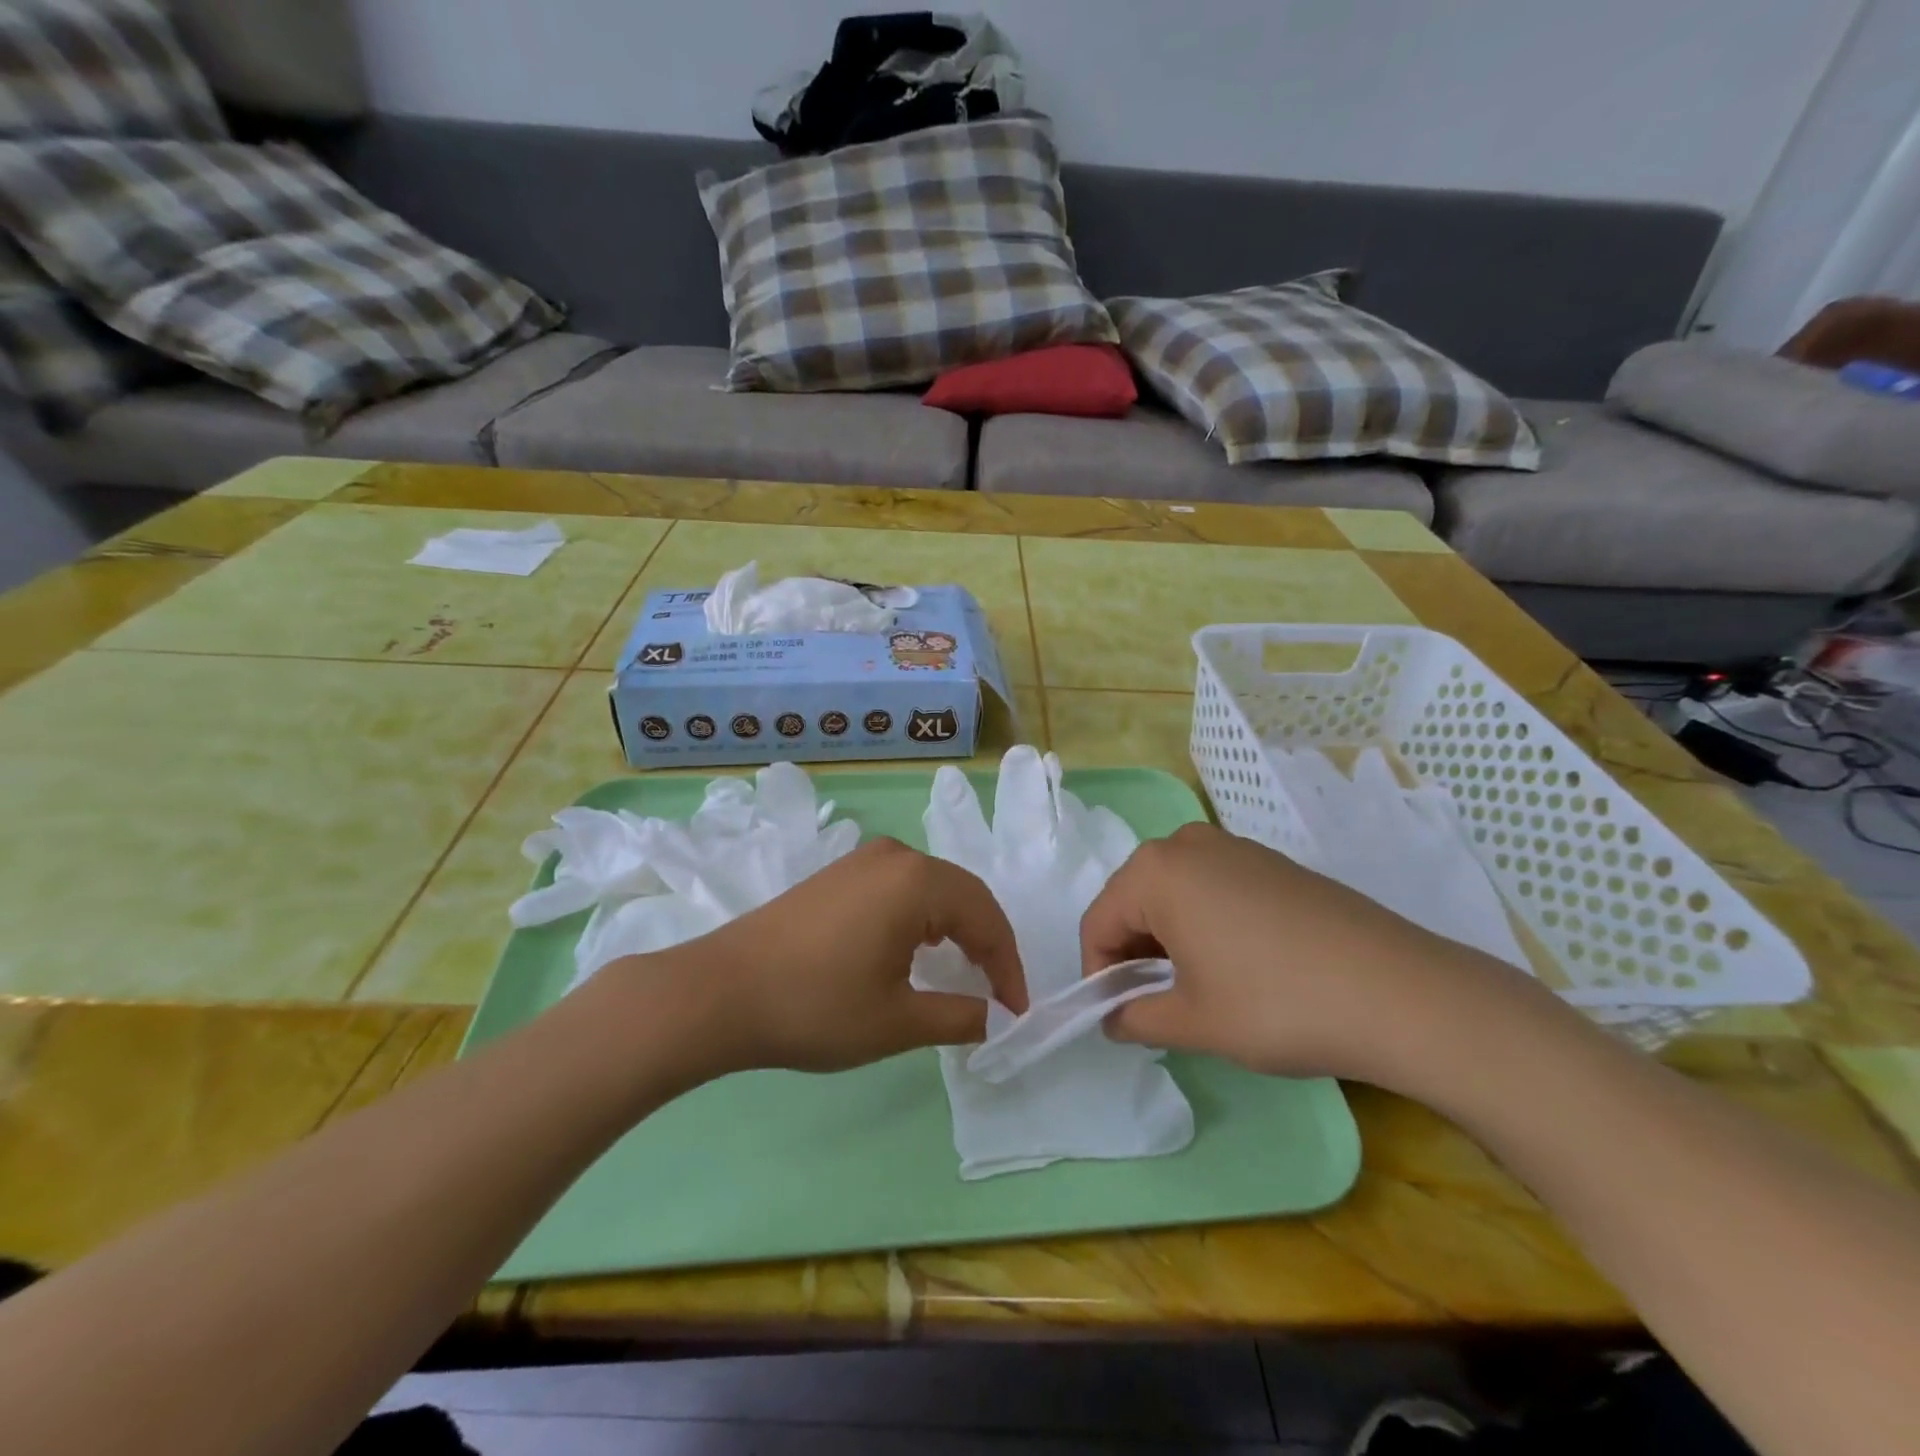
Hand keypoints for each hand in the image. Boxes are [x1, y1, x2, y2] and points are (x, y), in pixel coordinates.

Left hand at [620, 839, 1027, 1076]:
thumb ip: (959, 1015)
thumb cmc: (816, 1006)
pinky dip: (923, 918)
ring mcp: (862, 860)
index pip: (986, 918)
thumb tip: (994, 1017)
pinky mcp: (838, 873)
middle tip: (998, 993)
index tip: (1015, 1012)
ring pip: (932, 888)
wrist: (720, 992)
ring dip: (956, 928)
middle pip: (963, 895)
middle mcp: (895, 856)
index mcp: (918, 881)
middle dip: (987, 943)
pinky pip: (901, 888)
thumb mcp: (897, 1021)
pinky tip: (917, 949)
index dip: (1008, 967)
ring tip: (965, 972)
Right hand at [1079, 823, 1526, 1085]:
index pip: (1098, 922)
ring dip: (1169, 940)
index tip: (1118, 1017)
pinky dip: (1205, 923)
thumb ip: (1135, 1018)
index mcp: (1155, 871)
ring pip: (1174, 893)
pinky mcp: (1272, 863)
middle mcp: (1187, 844)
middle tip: (1157, 1006)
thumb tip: (1114, 1018)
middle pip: (1133, 901)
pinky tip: (1239, 965)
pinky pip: (1213, 888)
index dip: (1098, 975)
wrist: (1399, 992)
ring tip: (1198, 989)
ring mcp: (1234, 848)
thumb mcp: (1193, 1022)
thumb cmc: (1276, 1004)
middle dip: (1133, 954)